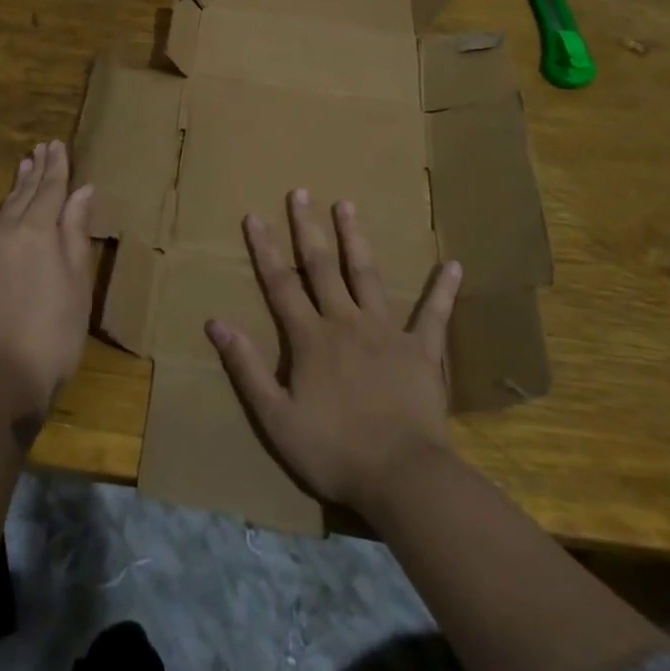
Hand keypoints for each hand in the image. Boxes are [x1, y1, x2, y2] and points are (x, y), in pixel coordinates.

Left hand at [0, 141, 96, 441]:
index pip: (52, 190)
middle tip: (42, 147)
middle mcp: (6, 231)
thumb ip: (75, 234)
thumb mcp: (76, 285)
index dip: (57, 168)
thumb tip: (82, 190)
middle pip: (25, 194)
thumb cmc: (52, 336)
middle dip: (36, 170)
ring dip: (11, 188)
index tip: (58, 144)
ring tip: (22, 165)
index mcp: (39, 232)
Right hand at [205, 189, 462, 516]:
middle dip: (308, 228)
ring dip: (356, 239)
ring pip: (367, 275)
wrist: (403, 478)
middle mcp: (345, 322)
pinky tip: (454, 265)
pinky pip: (433, 315)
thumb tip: (215, 323)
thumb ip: (247, 368)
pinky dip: (442, 290)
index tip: (255, 216)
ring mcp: (386, 332)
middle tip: (301, 192)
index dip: (265, 249)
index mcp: (310, 338)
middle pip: (322, 267)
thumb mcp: (276, 417)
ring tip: (347, 205)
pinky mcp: (421, 351)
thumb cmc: (334, 451)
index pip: (281, 284)